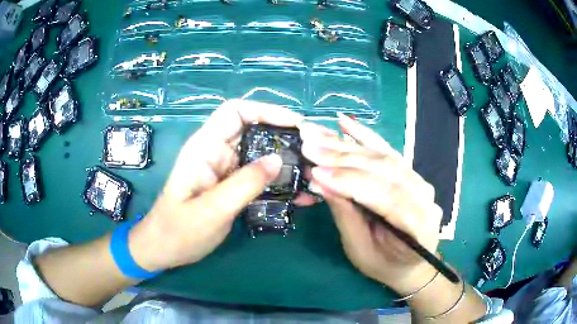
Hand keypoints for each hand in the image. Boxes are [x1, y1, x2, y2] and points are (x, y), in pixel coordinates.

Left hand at [128, 100, 314, 271]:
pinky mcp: (233, 187)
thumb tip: (278, 159)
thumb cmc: (179, 231)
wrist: (165, 250)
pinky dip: (279, 182)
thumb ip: (245, 183)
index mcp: (205, 147)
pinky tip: (300, 194)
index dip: (266, 110)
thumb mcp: (212, 210)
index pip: (236, 111)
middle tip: (313, 151)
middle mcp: (217, 152)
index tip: (296, 124)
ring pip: (261, 155)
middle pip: (254, 131)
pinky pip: (260, 177)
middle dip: (284, 136)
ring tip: (313, 173)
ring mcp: (226, 170)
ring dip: (286, 162)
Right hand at [299, 113, 442, 294]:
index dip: (351, 182)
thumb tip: (319, 182)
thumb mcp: (360, 249)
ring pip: (384, 157)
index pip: (386, 196)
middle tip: (310, 145)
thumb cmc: (384, 264)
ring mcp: (420, 181)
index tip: (316, 171)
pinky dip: (365, 136)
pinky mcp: (410, 173)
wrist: (411, 263)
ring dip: (348, 145)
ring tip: (318, 135)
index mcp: (418, 225)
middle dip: (344, 158)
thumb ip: (345, 214)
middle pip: (385, 170)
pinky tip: (345, 124)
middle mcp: (424, 197)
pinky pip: (388, 151)